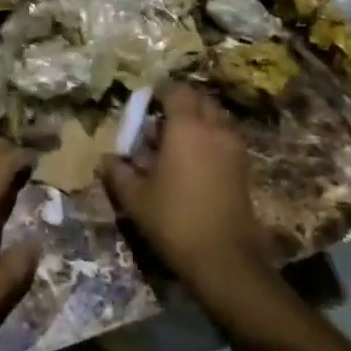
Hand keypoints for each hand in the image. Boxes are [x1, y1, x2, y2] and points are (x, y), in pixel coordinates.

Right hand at [100, 84, 268, 296]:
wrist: (225, 259)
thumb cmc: (174, 220)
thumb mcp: (136, 198)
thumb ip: (118, 173)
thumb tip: (105, 160)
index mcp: (186, 127)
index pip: (176, 91)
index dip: (160, 91)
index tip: (146, 100)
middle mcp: (214, 129)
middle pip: (200, 100)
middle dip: (181, 103)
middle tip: (159, 119)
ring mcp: (234, 148)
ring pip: (216, 118)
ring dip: (198, 120)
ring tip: (177, 141)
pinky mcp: (244, 168)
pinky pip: (225, 138)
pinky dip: (211, 138)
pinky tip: (194, 161)